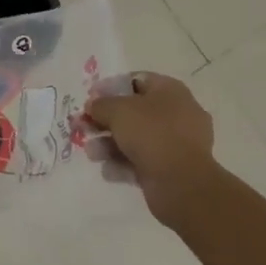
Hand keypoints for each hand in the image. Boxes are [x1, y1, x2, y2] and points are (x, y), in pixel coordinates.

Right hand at [83, 72, 216, 226]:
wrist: (182, 184)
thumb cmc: (151, 134)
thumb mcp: (118, 111)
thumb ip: (101, 105)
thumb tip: (92, 105)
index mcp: (170, 91)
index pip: (136, 80)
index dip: (110, 88)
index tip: (90, 98)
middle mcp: (177, 114)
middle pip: (134, 112)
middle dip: (106, 121)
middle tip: (84, 127)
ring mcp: (176, 143)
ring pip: (136, 138)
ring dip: (110, 144)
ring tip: (92, 153)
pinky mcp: (172, 168)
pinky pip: (143, 161)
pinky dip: (124, 164)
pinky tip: (108, 171)